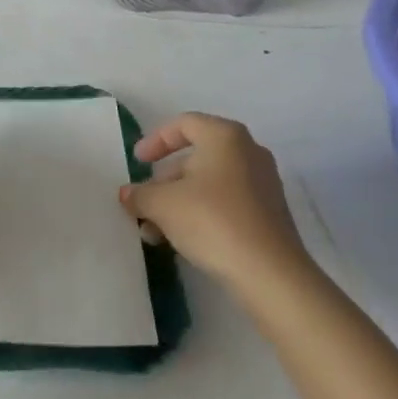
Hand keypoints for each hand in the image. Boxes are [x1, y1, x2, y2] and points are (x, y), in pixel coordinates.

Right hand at [119, 113, 320, 309]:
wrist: (270, 274)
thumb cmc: (212, 221)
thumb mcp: (162, 204)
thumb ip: (139, 195)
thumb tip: (128, 195)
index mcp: (224, 137)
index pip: (183, 124)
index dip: (155, 140)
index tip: (138, 162)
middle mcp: (248, 152)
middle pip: (196, 157)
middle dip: (164, 181)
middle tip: (144, 202)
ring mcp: (263, 184)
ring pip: (209, 184)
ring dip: (179, 202)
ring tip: (155, 231)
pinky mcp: (269, 214)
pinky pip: (226, 203)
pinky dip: (201, 214)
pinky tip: (182, 240)